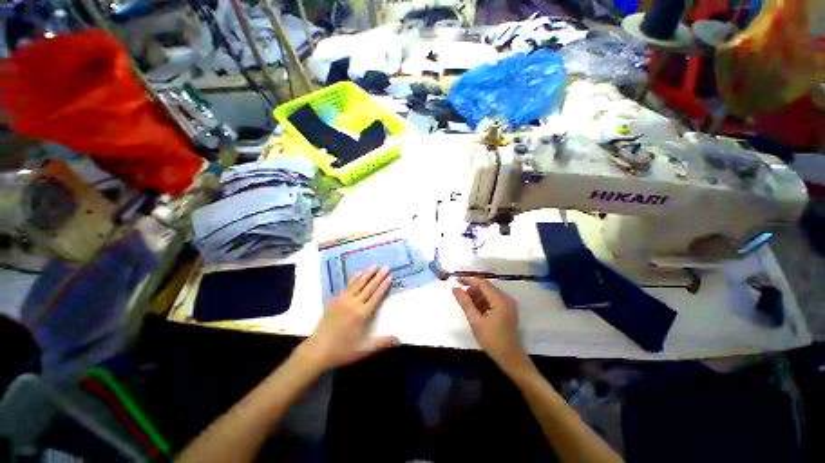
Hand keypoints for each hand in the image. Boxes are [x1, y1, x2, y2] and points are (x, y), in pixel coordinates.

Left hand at [299, 266, 397, 370]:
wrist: (317, 350)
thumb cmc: (342, 350)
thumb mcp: (364, 350)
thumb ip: (382, 343)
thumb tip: (400, 340)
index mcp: (362, 314)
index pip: (376, 296)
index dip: (384, 286)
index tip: (390, 276)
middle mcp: (353, 303)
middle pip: (368, 287)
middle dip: (378, 276)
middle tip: (386, 267)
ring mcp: (342, 300)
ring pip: (357, 283)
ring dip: (367, 273)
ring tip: (374, 265)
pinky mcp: (334, 300)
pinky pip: (346, 286)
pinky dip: (353, 278)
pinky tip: (357, 273)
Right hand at [452, 277, 530, 371]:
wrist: (511, 359)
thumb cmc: (492, 341)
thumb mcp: (475, 321)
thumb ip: (465, 302)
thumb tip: (454, 288)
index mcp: (500, 300)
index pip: (482, 283)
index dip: (468, 280)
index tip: (456, 280)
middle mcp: (506, 298)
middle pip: (486, 287)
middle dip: (472, 288)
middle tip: (458, 292)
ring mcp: (508, 304)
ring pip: (489, 293)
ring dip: (476, 295)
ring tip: (464, 301)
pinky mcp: (507, 309)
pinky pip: (493, 299)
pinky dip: (483, 301)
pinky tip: (474, 307)